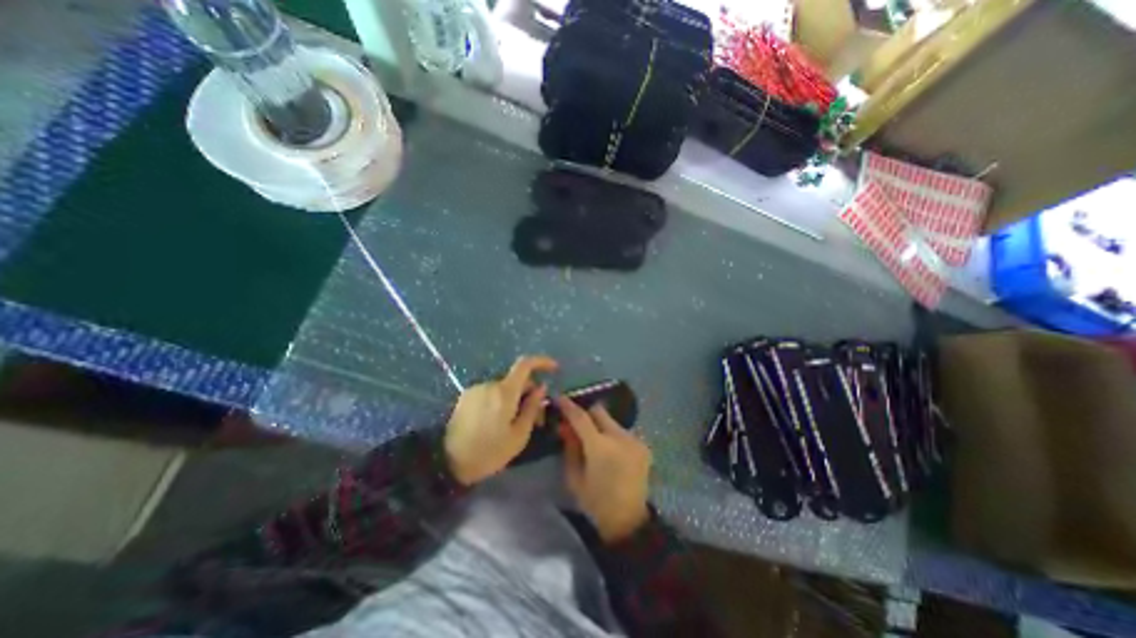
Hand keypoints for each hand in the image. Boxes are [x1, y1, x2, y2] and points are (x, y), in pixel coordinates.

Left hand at [445, 357, 558, 485]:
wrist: (447, 462)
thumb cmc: (488, 452)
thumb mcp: (518, 435)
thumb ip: (532, 407)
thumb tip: (542, 387)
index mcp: (504, 392)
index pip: (525, 364)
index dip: (542, 362)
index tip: (554, 369)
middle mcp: (490, 384)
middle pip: (517, 380)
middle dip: (530, 393)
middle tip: (536, 419)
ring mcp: (476, 389)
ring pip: (504, 387)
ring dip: (514, 398)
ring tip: (515, 423)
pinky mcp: (467, 396)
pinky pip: (491, 392)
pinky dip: (500, 400)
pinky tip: (498, 421)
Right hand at [559, 399, 651, 543]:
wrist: (629, 521)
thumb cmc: (596, 502)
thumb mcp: (574, 477)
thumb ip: (569, 447)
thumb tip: (564, 426)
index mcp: (600, 447)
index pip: (581, 417)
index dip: (568, 406)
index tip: (558, 397)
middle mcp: (620, 437)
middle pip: (599, 411)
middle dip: (586, 413)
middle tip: (576, 422)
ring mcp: (634, 440)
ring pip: (611, 421)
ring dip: (600, 425)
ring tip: (594, 440)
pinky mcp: (643, 445)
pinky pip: (622, 432)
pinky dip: (612, 435)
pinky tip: (609, 450)